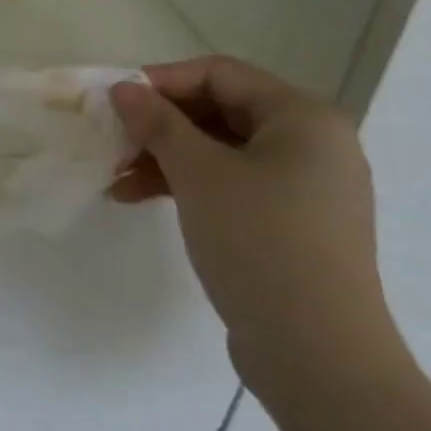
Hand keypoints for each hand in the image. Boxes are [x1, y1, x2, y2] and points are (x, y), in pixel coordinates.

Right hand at [107, 56, 410, 395]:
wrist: (318, 356)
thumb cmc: (259, 242)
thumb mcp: (198, 173)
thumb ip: (157, 122)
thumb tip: (123, 88)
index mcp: (304, 118)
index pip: (220, 74)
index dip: (162, 80)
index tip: (115, 100)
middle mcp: (313, 144)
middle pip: (220, 112)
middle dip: (160, 125)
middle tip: (112, 140)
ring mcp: (306, 188)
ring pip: (221, 152)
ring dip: (166, 158)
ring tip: (116, 178)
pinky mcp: (293, 225)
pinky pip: (233, 185)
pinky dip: (188, 186)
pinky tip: (140, 199)